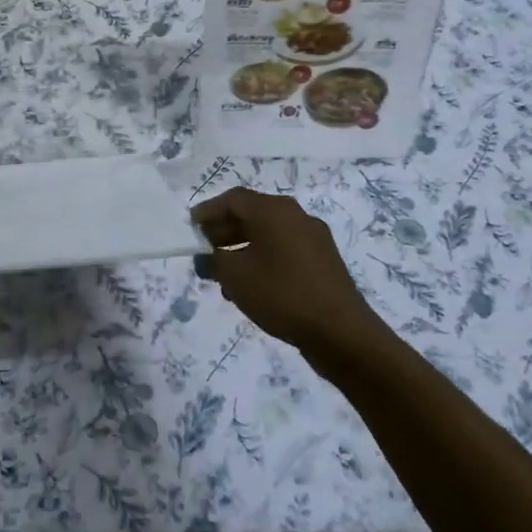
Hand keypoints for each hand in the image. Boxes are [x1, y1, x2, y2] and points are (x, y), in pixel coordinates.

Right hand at [192, 188, 391, 362]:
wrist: (340, 332)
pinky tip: (251, 286)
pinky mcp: (323, 261)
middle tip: (203, 250)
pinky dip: (262, 259)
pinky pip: (284, 250)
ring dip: (242, 247)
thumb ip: (213, 261)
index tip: (190, 229)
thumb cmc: (282, 295)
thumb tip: (204, 257)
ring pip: (268, 234)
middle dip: (224, 230)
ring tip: (223, 274)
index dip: (208, 212)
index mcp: (274, 210)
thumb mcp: (236, 277)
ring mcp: (313, 238)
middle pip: (252, 213)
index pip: (233, 199)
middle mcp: (296, 215)